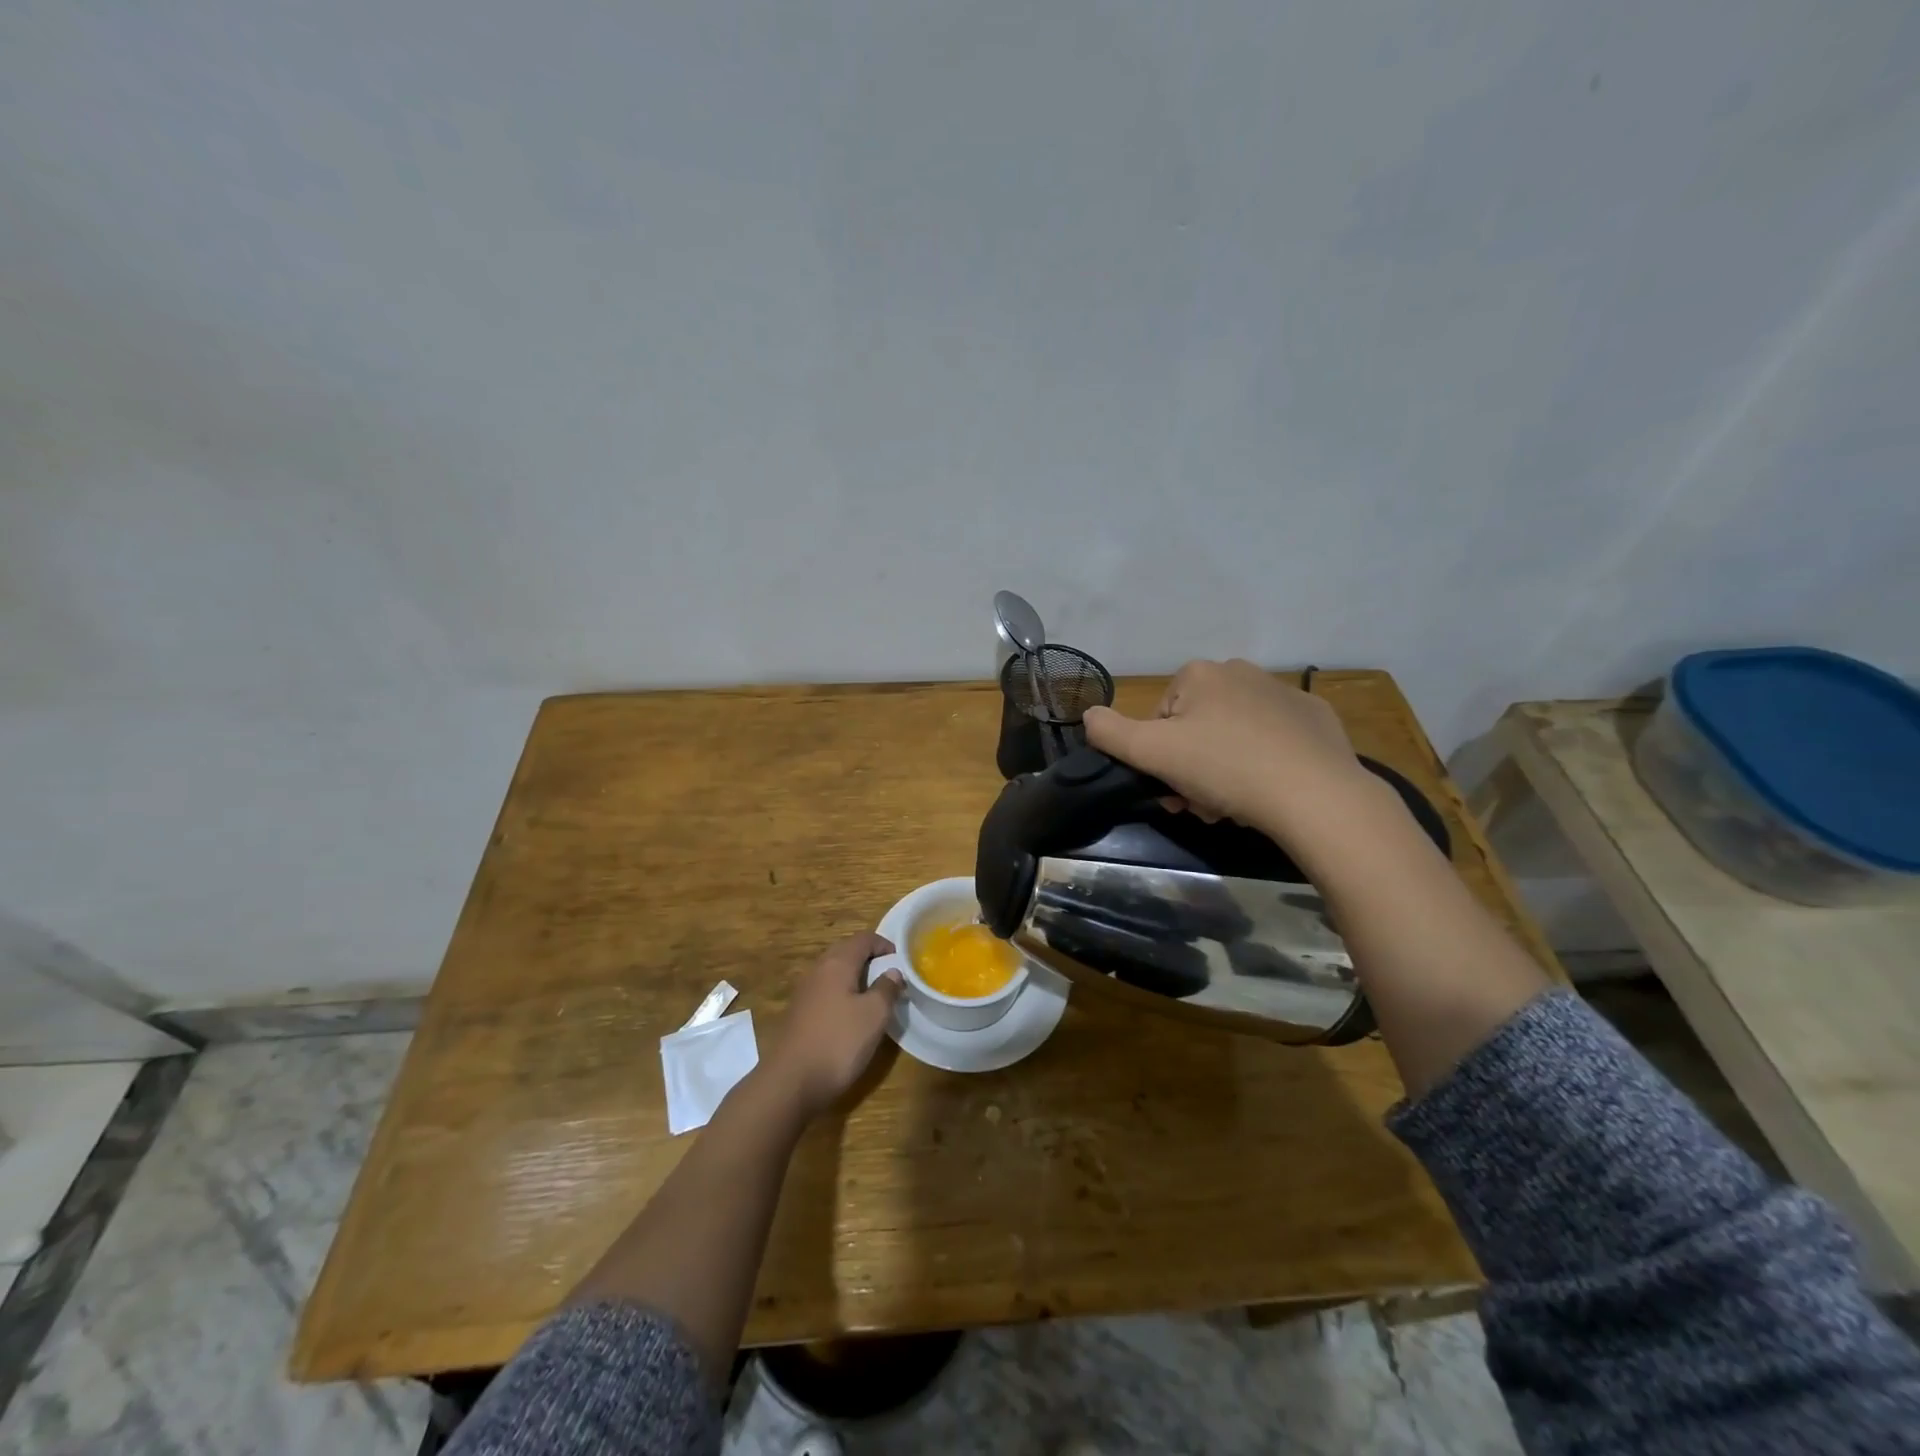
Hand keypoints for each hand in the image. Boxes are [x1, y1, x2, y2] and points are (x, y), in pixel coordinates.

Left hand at [764, 932, 903, 1118]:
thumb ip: (886, 989)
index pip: (863, 939)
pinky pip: (825, 992)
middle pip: (846, 952)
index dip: (884, 944)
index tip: (901, 959)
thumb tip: (893, 972)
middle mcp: (817, 971)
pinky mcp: (798, 1014)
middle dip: (869, 959)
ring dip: (855, 977)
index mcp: (837, 963)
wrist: (790, 1082)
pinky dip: (842, 994)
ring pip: (834, 973)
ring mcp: (804, 993)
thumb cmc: (838, 1042)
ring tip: (874, 995)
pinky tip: (851, 1015)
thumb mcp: (874, 1015)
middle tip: (889, 975)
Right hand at [1083, 659, 1372, 842]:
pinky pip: (1275, 741)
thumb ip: (1109, 732)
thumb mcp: (1151, 753)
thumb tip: (1088, 714)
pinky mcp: (1316, 718)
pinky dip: (1266, 763)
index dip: (1159, 756)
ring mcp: (1283, 693)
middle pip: (1197, 727)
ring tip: (1235, 806)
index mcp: (1199, 674)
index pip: (1160, 718)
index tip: (1172, 788)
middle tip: (1201, 804)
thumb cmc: (1224, 768)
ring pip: (1234, 736)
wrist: (1315, 794)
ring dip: (1224, 771)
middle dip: (1192, 768)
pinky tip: (1272, 790)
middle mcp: (1240, 671)